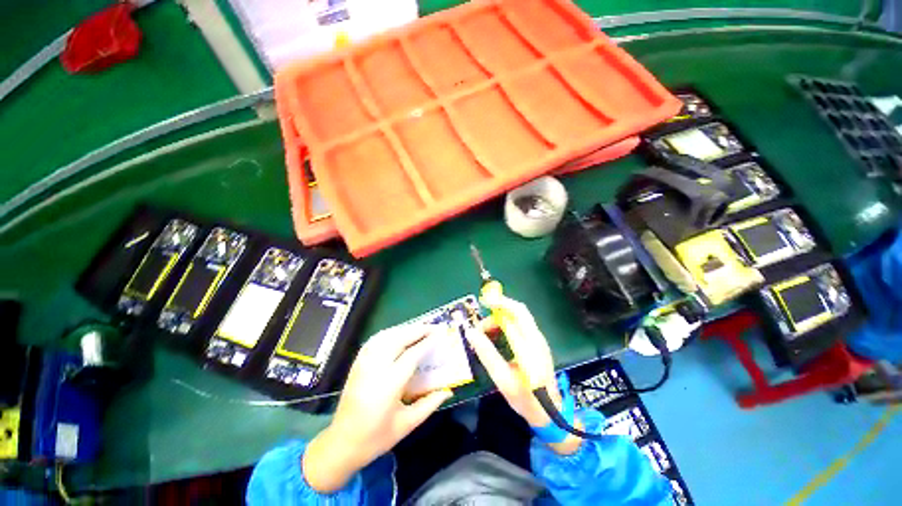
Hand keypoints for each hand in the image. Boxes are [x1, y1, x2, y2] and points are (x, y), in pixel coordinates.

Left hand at [302, 326, 451, 492]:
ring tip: (420, 330)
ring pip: (387, 335)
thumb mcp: (407, 424)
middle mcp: (375, 367)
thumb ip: (429, 404)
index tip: (441, 334)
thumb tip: (448, 390)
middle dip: (418, 330)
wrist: (341, 443)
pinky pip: (376, 339)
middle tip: (434, 327)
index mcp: (388, 384)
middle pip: (399, 338)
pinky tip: (399, 335)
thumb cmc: (376, 438)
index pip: (412, 355)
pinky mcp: (357, 362)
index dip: (427, 342)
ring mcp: (364, 363)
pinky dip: (391, 332)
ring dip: (405, 329)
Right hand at [465, 295, 557, 427]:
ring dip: (501, 317)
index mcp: (530, 347)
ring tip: (485, 331)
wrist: (551, 414)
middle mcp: (537, 338)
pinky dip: (506, 323)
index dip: (499, 304)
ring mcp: (539, 340)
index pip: (515, 314)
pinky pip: (521, 325)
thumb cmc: (526, 399)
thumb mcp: (502, 379)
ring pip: (520, 317)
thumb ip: (487, 354)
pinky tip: (496, 335)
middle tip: (482, 314)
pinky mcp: (537, 344)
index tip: (483, 302)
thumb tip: (470, 332)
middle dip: (500, 306)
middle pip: (519, 311)